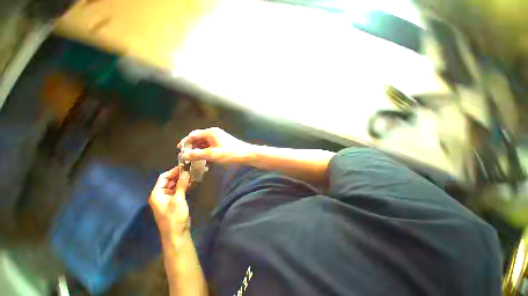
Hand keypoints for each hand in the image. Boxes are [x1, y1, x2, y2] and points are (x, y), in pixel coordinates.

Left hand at [149, 167, 190, 237]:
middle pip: (168, 181)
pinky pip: (178, 191)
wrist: (177, 234)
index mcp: (157, 194)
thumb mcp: (178, 200)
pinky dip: (183, 186)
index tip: (185, 166)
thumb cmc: (175, 217)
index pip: (163, 178)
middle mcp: (161, 195)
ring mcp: (167, 199)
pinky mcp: (174, 202)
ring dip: (182, 181)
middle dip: (179, 175)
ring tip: (193, 175)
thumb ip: (181, 185)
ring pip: (174, 185)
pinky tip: (191, 183)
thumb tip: (186, 172)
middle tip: (191, 170)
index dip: (173, 171)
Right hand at [178, 127, 252, 164]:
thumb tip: (184, 155)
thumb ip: (197, 154)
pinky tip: (205, 160)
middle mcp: (214, 133)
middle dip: (192, 147)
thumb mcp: (212, 154)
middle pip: (199, 139)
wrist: (246, 154)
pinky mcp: (222, 143)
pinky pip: (211, 146)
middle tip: (187, 156)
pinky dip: (206, 152)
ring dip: (199, 151)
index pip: (193, 135)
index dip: (185, 141)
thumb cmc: (230, 153)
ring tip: (194, 159)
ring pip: (205, 143)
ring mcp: (219, 138)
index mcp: (210, 133)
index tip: (179, 149)